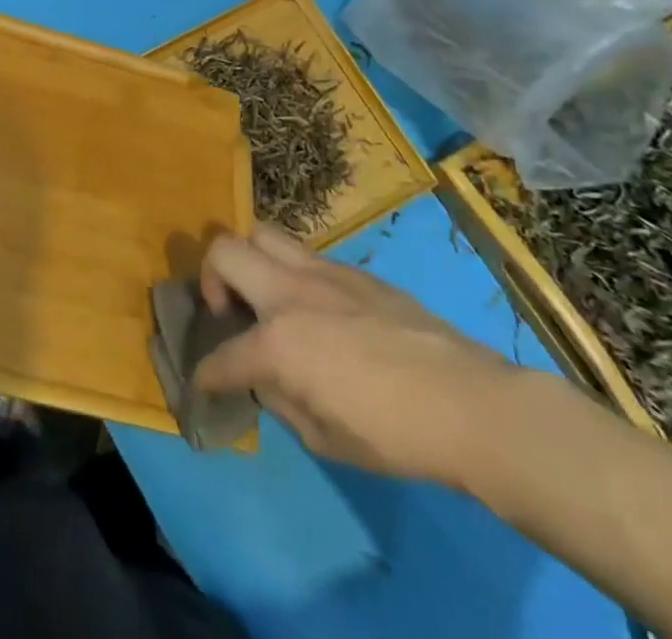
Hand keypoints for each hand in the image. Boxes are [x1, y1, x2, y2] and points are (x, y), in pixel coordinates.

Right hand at [195, 226, 515, 486]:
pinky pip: (305, 254)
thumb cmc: (392, 433)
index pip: (221, 355)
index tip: (203, 383)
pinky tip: (316, 307)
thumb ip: (281, 398)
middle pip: (224, 250)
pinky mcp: (354, 270)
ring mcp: (322, 272)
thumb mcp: (323, 437)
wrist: (467, 402)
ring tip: (266, 296)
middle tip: (228, 310)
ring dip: (251, 261)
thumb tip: (266, 377)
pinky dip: (293, 273)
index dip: (206, 373)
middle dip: (211, 278)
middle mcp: (289, 292)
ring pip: (263, 234)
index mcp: (277, 341)